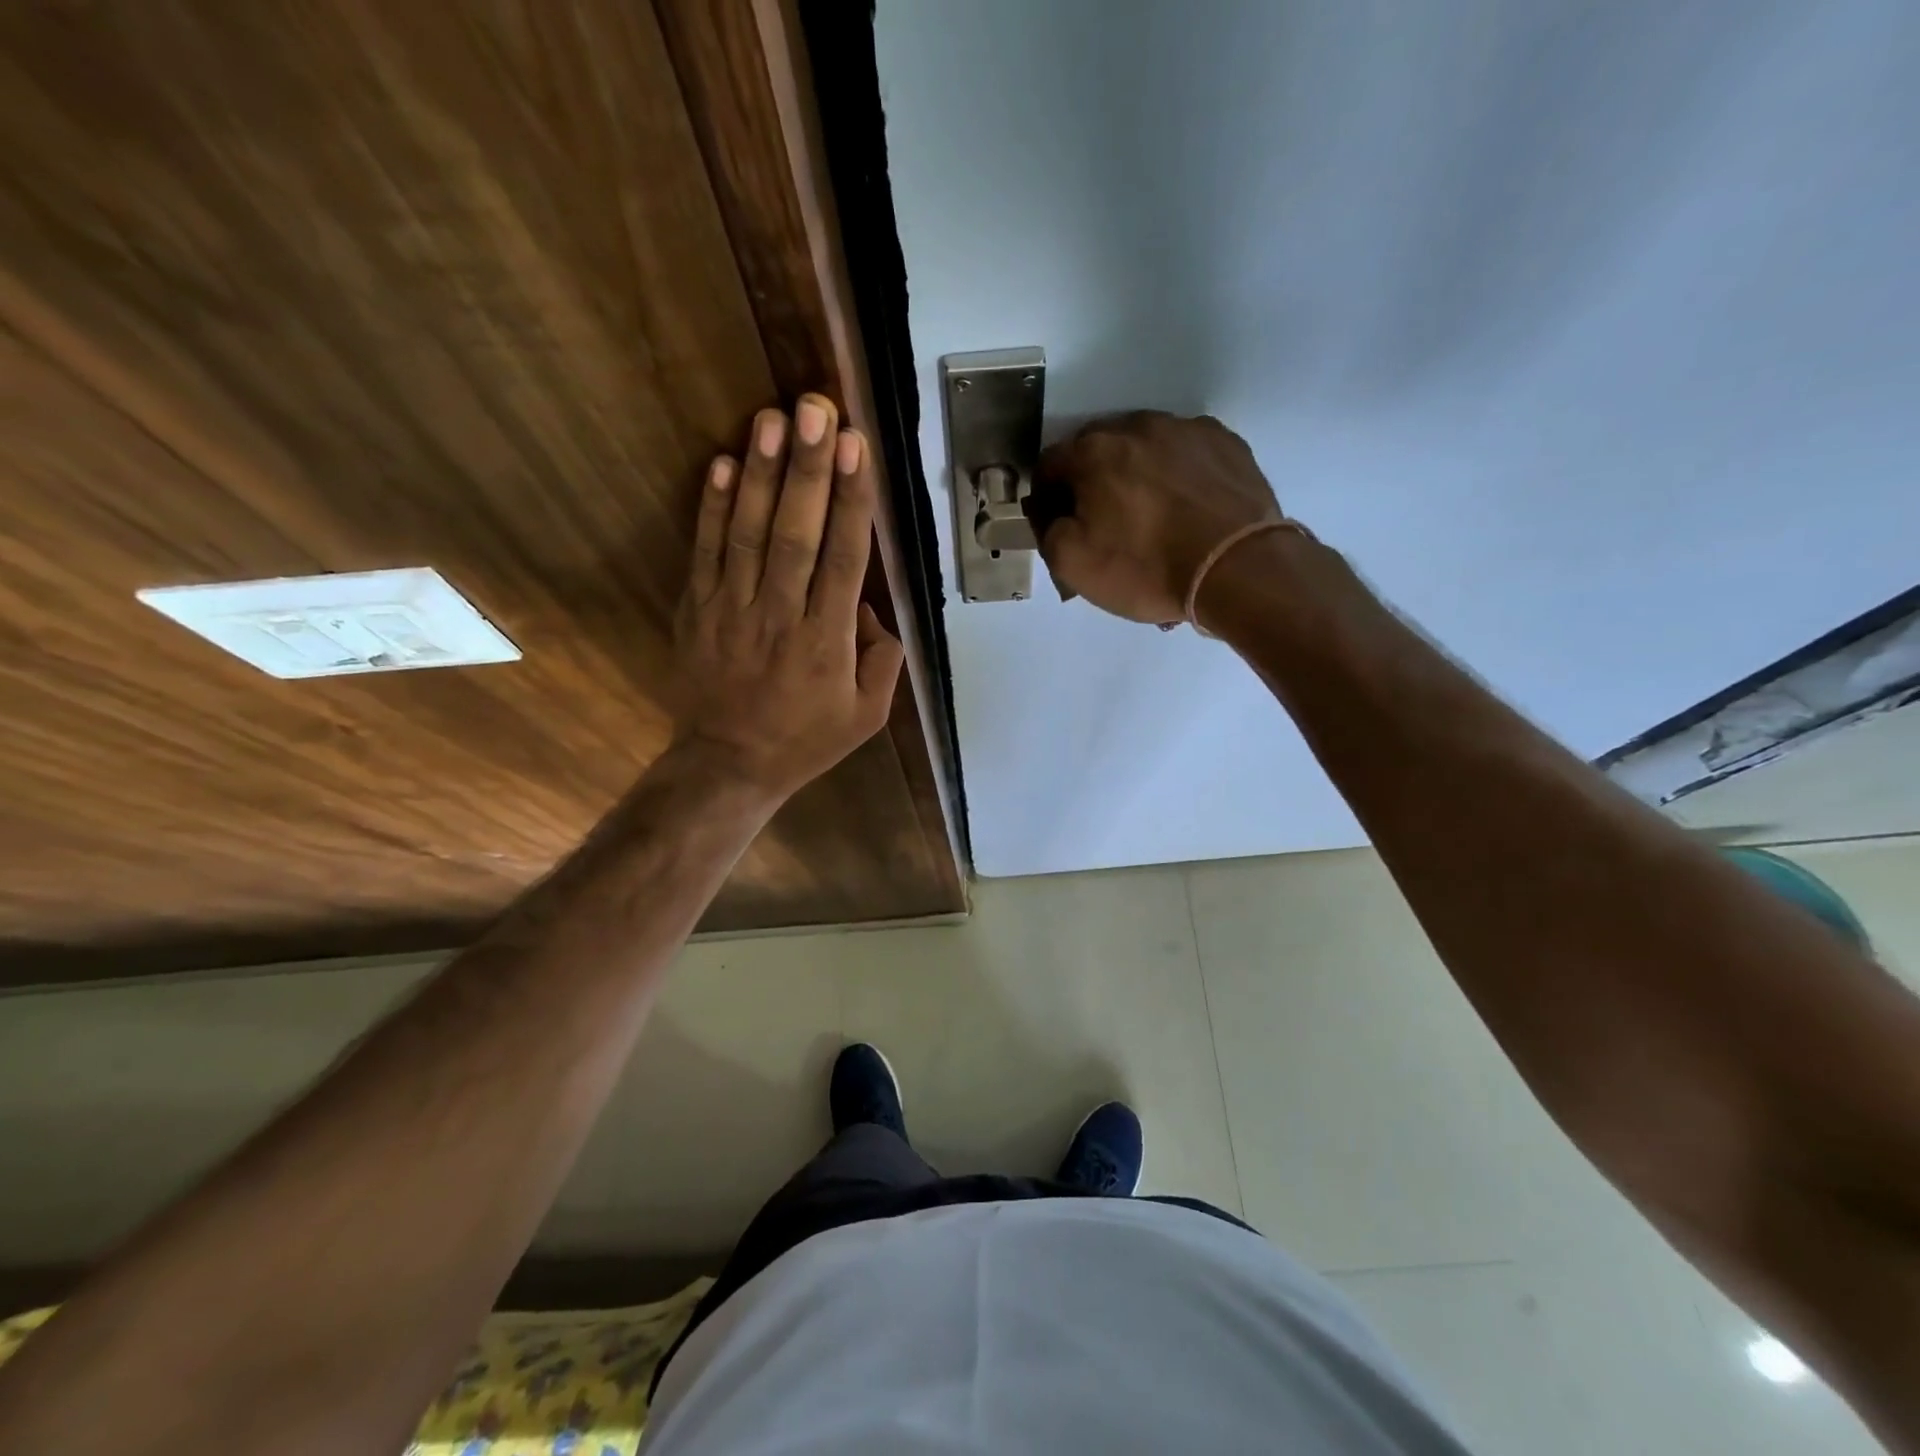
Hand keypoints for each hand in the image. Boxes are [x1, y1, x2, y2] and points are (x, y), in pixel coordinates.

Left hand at [672, 394, 903, 800]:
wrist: (729, 765)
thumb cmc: (806, 740)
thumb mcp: (868, 715)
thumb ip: (882, 659)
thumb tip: (867, 606)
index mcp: (827, 642)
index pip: (845, 560)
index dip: (852, 501)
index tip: (857, 447)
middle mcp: (781, 617)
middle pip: (796, 535)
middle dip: (807, 470)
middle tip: (814, 409)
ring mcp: (732, 611)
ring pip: (747, 534)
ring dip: (758, 474)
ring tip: (769, 418)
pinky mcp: (698, 611)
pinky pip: (704, 553)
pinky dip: (709, 508)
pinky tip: (718, 463)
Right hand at [1033, 410, 1280, 623]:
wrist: (1238, 568)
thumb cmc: (1147, 568)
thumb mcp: (1074, 565)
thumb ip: (1048, 530)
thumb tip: (1051, 512)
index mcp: (1093, 453)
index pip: (1050, 464)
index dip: (1047, 497)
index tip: (1058, 525)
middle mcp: (1137, 426)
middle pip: (1097, 450)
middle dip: (1092, 481)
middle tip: (1104, 523)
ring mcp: (1186, 429)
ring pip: (1144, 448)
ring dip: (1137, 474)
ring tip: (1151, 516)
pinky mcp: (1225, 442)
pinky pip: (1186, 453)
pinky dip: (1178, 474)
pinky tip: (1187, 508)